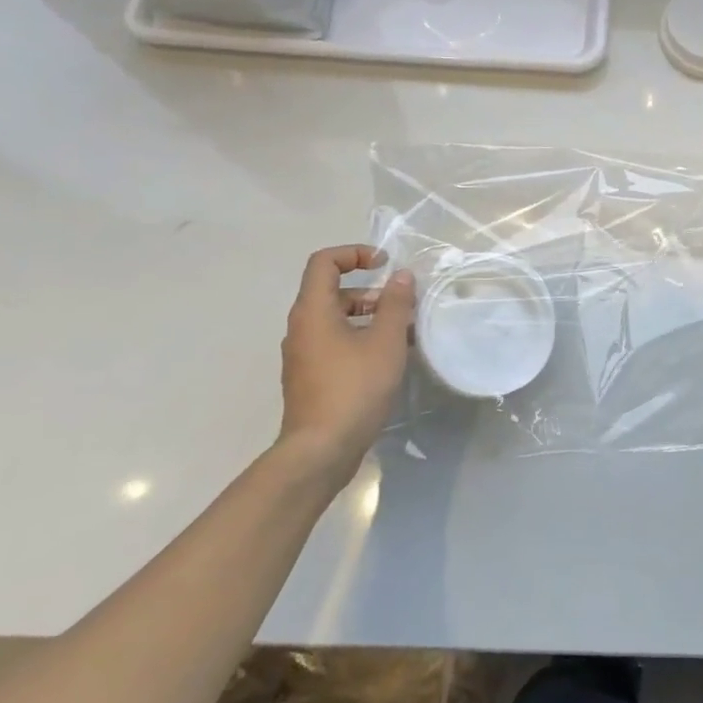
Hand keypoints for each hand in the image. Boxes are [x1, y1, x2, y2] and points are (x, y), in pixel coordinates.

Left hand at [277, 245, 415, 485]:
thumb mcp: (385, 342)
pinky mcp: (309, 378)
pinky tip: (385, 360)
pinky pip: (333, 343)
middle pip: (332, 291)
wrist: (320, 450)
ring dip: (367, 317)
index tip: (384, 263)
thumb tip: (400, 276)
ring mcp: (302, 355)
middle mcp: (301, 327)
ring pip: (335, 320)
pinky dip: (358, 339)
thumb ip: (395, 304)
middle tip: (401, 306)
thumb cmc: (354, 388)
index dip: (354, 253)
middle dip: (369, 291)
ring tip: (401, 334)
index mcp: (313, 311)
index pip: (324, 262)